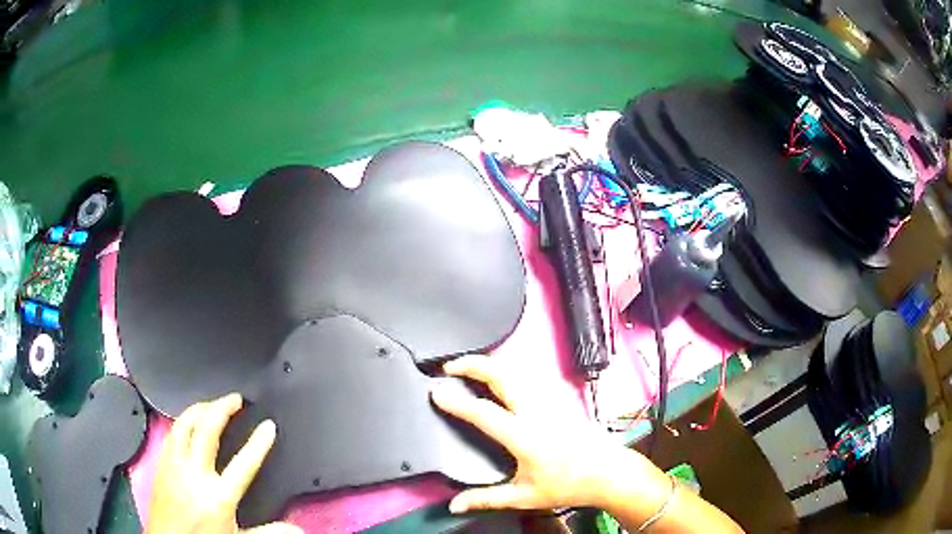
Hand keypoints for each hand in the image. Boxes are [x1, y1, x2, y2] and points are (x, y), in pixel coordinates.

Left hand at [147, 393, 301, 533]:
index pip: (243, 463)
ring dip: (200, 409)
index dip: (258, 443)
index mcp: (218, 496)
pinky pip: (171, 433)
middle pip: (206, 430)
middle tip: (236, 399)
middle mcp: (195, 475)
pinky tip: (188, 422)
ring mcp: (174, 466)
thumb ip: (267, 531)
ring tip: (212, 404)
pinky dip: (182, 421)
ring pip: (184, 424)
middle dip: (222, 408)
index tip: (268, 426)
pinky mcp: (161, 464)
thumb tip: (296, 528)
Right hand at [431, 354, 655, 512]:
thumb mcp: (524, 497)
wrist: (609, 471)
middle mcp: (536, 411)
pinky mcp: (559, 398)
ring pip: (515, 371)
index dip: (455, 400)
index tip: (435, 391)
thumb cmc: (567, 485)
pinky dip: (505, 371)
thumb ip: (486, 499)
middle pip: (501, 375)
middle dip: (472, 364)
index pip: (483, 412)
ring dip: (489, 365)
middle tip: (449, 366)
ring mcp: (550, 400)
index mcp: (524, 436)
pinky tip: (498, 379)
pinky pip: (527, 376)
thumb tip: (454, 505)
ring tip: (467, 369)